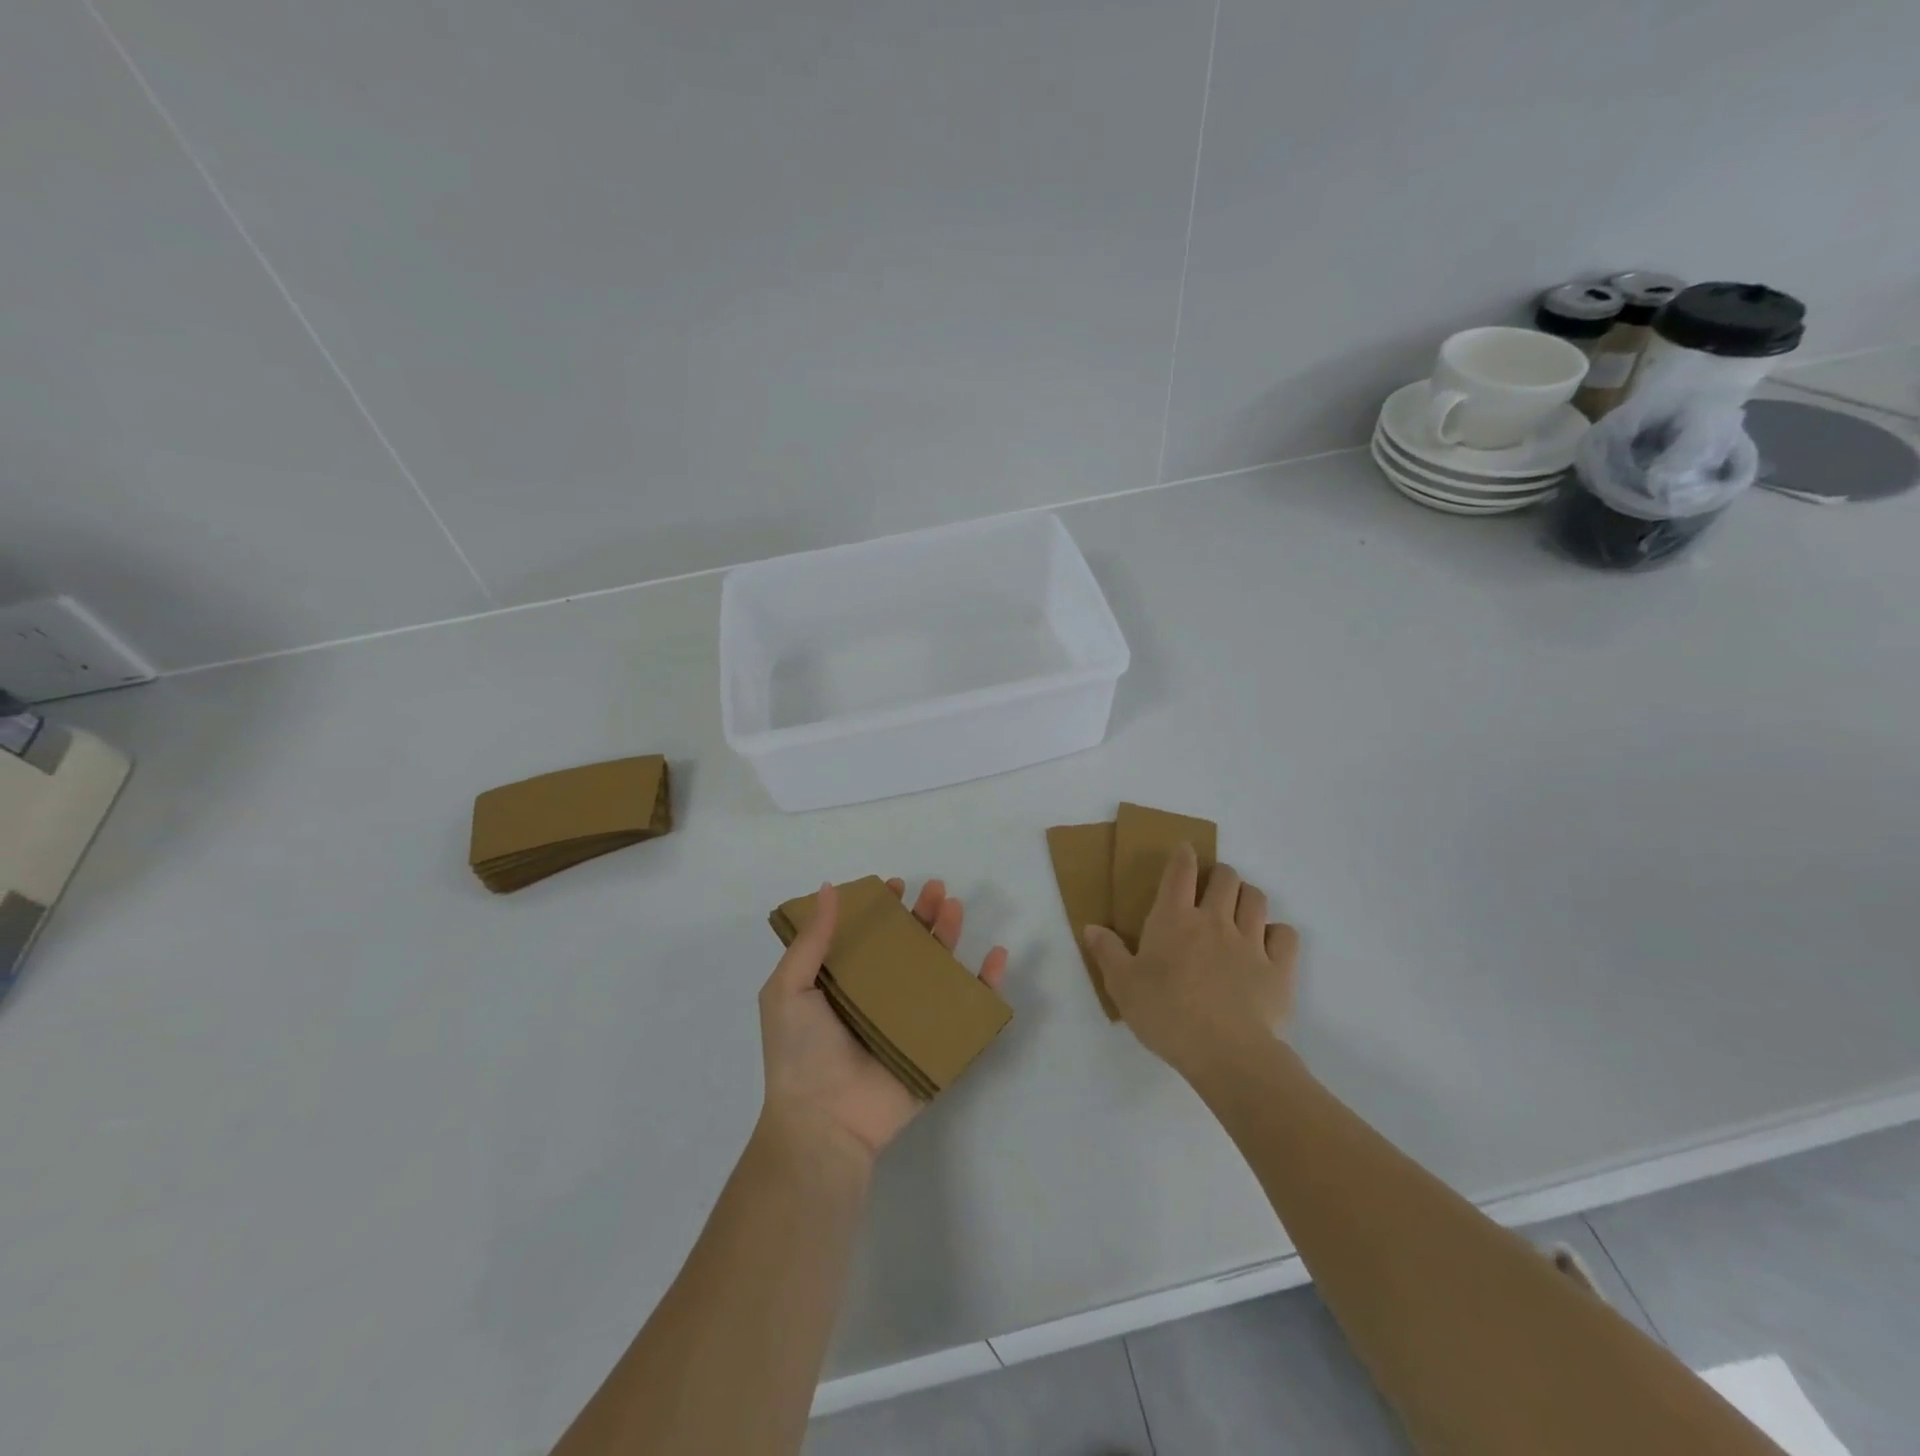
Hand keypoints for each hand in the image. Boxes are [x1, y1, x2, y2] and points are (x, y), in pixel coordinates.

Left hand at [759, 879, 1008, 1158]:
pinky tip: (997, 956)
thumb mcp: (789, 989)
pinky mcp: (936, 1045)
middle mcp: (879, 996)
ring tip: (956, 908)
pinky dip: (987, 984)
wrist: (825, 1123)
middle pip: (908, 946)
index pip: (868, 936)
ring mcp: (910, 1021)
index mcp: (843, 983)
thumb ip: (811, 940)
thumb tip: (828, 888)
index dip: (882, 908)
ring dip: (950, 936)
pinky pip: (968, 1011)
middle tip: (937, 890)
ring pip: (938, 969)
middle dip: (924, 914)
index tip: (895, 886)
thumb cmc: (800, 1053)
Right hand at [1085, 843, 1297, 1077]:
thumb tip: (1091, 927)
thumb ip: (1108, 952)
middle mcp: (1214, 920)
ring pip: (1256, 899)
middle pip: (1225, 877)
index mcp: (1174, 919)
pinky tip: (1269, 945)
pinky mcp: (1279, 967)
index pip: (1180, 871)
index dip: (1183, 856)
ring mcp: (1250, 941)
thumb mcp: (1123, 986)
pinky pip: (1285, 934)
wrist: (1225, 1052)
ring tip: (1239, 910)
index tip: (1185, 850)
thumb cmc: (1166, 1014)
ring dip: (1247, 897)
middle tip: (1212, 889)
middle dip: (1220, 874)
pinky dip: (1277, 933)